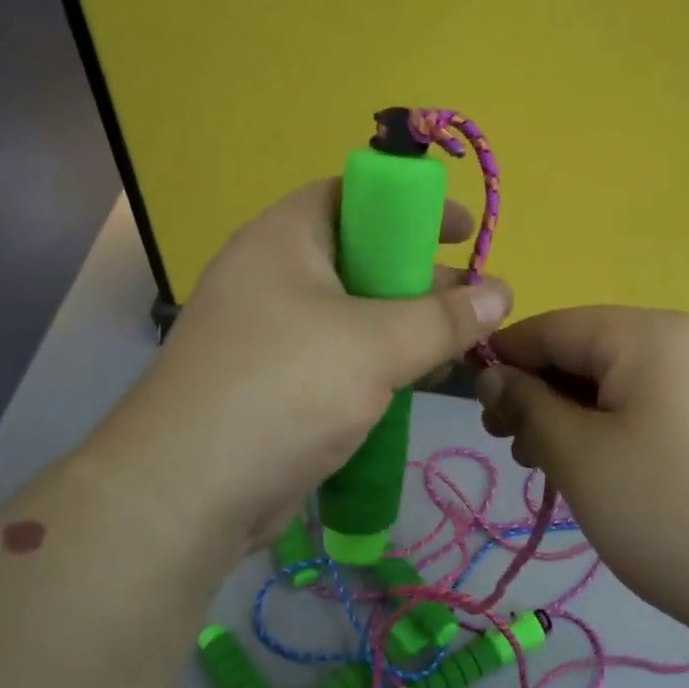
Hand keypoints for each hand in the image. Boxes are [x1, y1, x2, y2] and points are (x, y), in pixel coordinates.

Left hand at [103, 179, 512, 560]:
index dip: (411, 206)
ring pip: (351, 314)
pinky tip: (415, 385)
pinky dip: (376, 365)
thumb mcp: (375, 345)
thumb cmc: (284, 389)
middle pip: (359, 256)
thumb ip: (443, 318)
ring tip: (457, 350)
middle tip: (474, 302)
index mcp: (284, 239)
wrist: (186, 492)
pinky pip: (336, 358)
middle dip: (420, 277)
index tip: (464, 232)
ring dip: (404, 327)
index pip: (353, 195)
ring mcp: (268, 333)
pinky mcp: (272, 384)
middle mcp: (271, 276)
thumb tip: (502, 293)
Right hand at [475, 307, 688, 630]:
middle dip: (540, 393)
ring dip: (573, 416)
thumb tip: (493, 376)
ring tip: (550, 467)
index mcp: (648, 333)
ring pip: (618, 382)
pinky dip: (613, 429)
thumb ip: (526, 404)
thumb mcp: (577, 456)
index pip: (553, 326)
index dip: (504, 359)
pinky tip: (599, 472)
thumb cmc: (666, 511)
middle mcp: (686, 340)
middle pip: (587, 351)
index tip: (471, 403)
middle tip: (513, 448)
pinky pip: (651, 406)